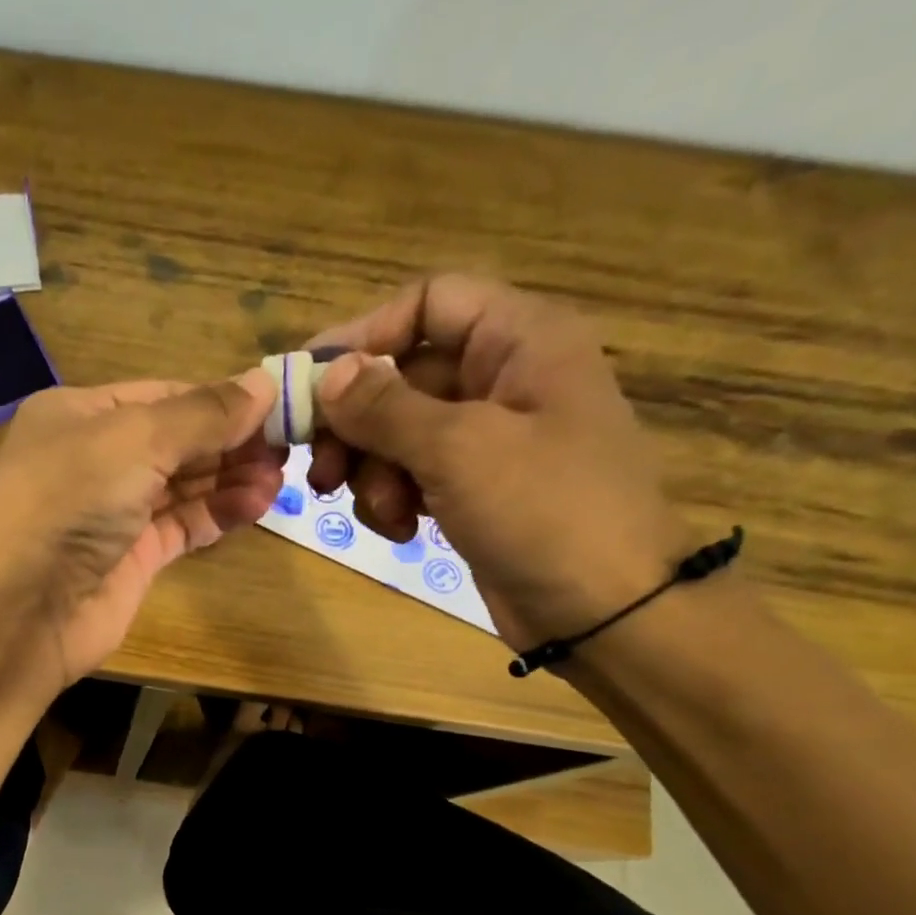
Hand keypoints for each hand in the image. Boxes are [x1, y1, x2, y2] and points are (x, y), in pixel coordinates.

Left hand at [0, 373, 281, 685]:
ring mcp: (112, 514)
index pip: (162, 396)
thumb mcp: (133, 440)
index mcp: (79, 415)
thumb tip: (265, 384)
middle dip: (230, 440)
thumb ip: (202, 415)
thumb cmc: (67, 503)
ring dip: (231, 477)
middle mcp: (94, 460)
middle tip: (290, 442)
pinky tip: (258, 503)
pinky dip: (218, 513)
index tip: (276, 402)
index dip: (218, 398)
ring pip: (183, 486)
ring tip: (281, 475)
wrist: (18, 612)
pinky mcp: (130, 560)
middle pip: (176, 441)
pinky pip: (182, 527)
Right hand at [304, 275, 695, 651]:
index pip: (428, 302)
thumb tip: (325, 374)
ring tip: (381, 511)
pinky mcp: (473, 489)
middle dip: (356, 423)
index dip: (364, 334)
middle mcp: (503, 378)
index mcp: (520, 340)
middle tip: (321, 470)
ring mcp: (488, 439)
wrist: (606, 612)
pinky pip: (411, 475)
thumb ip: (385, 406)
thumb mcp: (460, 449)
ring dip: (372, 471)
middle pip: (401, 374)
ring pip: (397, 432)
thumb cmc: (546, 511)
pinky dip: (392, 500)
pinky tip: (400, 531)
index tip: (309, 384)